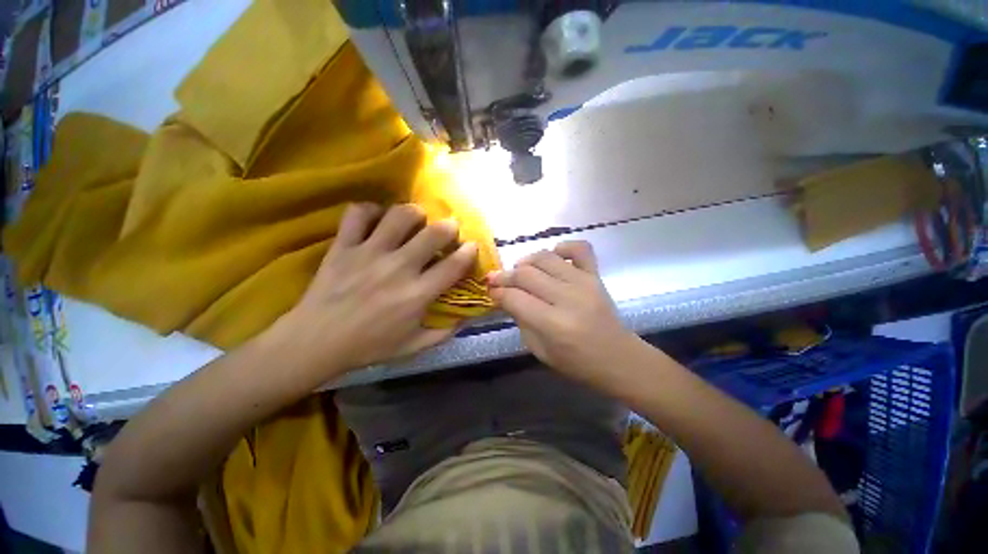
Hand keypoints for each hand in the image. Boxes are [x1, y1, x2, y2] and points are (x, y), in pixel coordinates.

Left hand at [275, 203, 476, 373]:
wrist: (315, 342)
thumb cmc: (368, 346)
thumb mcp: (413, 347)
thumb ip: (443, 333)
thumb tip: (465, 318)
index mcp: (417, 294)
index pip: (454, 265)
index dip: (469, 252)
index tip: (472, 246)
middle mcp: (398, 268)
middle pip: (433, 233)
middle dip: (449, 226)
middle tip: (448, 229)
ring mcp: (369, 253)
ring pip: (399, 216)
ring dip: (414, 214)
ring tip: (416, 220)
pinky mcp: (344, 246)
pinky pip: (358, 214)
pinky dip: (371, 211)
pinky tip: (377, 219)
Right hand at [487, 241, 639, 388]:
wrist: (618, 358)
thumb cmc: (576, 362)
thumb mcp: (539, 350)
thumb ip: (520, 320)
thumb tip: (505, 297)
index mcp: (553, 324)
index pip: (515, 298)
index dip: (497, 292)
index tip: (490, 290)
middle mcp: (567, 298)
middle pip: (526, 274)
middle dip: (505, 276)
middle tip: (497, 280)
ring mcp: (584, 283)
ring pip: (545, 258)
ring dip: (526, 261)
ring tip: (520, 270)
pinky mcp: (596, 275)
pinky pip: (579, 248)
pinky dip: (562, 247)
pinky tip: (553, 257)